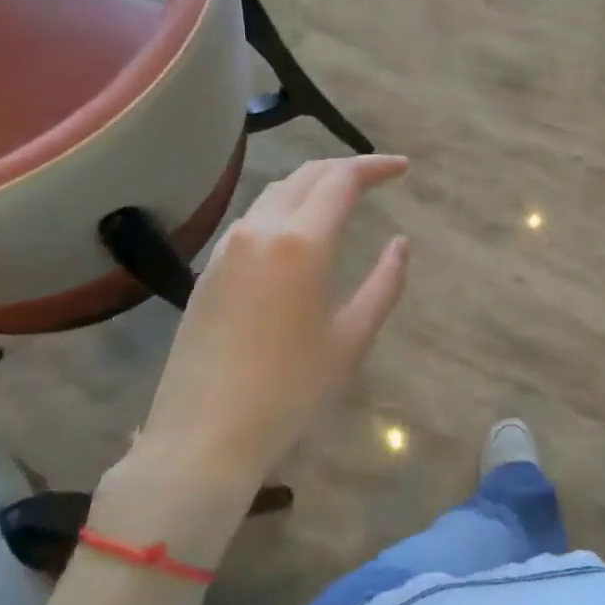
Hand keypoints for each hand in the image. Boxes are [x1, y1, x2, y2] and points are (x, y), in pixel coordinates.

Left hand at [128, 155, 410, 488]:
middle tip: (379, 176)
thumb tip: (399, 243)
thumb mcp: (352, 339)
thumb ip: (384, 283)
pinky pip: (253, 217)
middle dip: (346, 167)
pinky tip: (298, 230)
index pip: (342, 179)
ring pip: (276, 192)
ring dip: (313, 184)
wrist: (201, 438)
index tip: (403, 168)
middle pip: (307, 175)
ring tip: (342, 197)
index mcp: (301, 242)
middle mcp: (260, 230)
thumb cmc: (289, 392)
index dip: (375, 166)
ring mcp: (227, 247)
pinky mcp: (209, 269)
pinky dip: (285, 206)